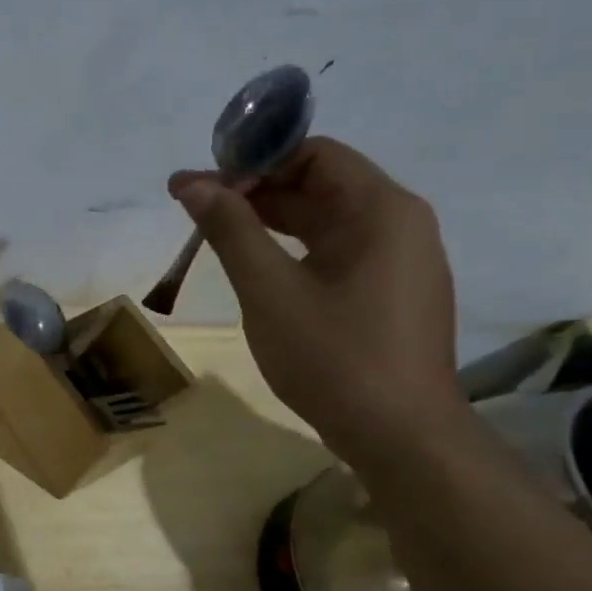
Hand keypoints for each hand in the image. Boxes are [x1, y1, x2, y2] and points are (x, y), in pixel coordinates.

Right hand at [169, 137, 466, 462]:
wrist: (400, 436)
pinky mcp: (388, 289)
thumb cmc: (333, 356)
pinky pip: (334, 248)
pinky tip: (252, 263)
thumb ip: (230, 229)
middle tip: (192, 206)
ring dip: (267, 218)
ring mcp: (397, 258)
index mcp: (381, 210)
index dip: (254, 160)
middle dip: (253, 189)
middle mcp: (398, 223)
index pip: (313, 154)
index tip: (203, 184)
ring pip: (323, 217)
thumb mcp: (269, 289)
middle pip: (318, 182)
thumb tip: (191, 183)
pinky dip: (290, 246)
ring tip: (210, 231)